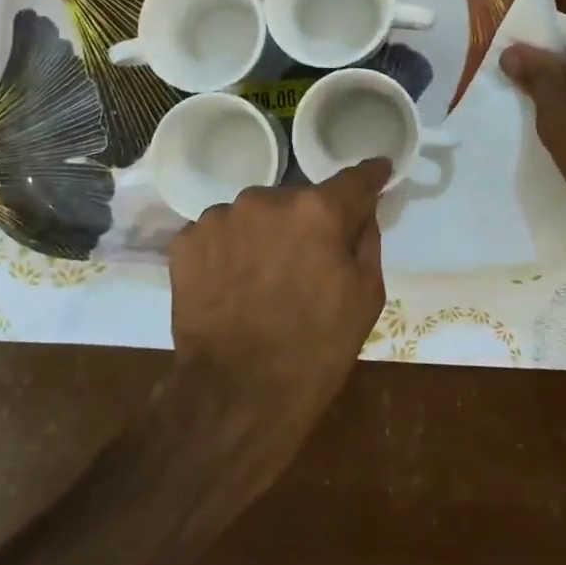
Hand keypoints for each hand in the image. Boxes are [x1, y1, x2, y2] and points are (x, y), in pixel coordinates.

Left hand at [168, 158, 390, 473]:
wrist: (238, 393)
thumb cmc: (316, 349)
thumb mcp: (365, 297)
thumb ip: (367, 240)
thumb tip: (363, 210)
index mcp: (318, 210)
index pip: (353, 179)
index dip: (370, 176)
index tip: (378, 171)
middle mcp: (267, 199)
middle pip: (297, 200)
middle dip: (306, 222)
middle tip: (306, 261)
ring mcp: (221, 217)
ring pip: (254, 215)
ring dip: (263, 235)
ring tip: (261, 279)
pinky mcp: (187, 240)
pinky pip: (219, 233)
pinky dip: (228, 251)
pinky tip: (231, 285)